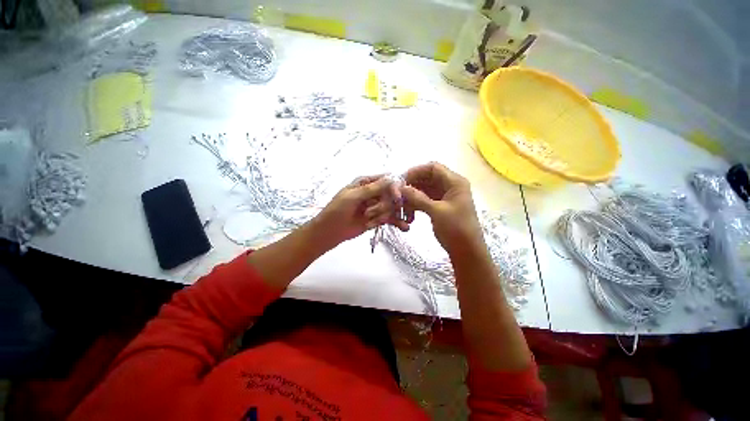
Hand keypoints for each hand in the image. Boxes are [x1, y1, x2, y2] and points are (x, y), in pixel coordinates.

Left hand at [311, 175, 407, 247]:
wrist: (330, 231)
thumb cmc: (337, 210)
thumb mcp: (352, 197)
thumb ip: (371, 189)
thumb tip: (391, 178)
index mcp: (365, 182)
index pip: (385, 180)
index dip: (394, 187)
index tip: (397, 197)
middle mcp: (373, 192)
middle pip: (390, 194)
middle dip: (387, 204)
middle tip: (372, 214)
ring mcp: (376, 205)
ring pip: (391, 206)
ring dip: (388, 215)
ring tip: (375, 222)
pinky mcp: (377, 217)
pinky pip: (390, 217)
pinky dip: (396, 222)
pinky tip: (404, 227)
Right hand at [401, 163, 482, 254]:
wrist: (467, 251)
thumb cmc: (456, 229)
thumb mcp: (437, 211)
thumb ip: (418, 198)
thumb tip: (400, 187)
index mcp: (454, 182)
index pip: (433, 168)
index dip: (416, 171)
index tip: (402, 181)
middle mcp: (450, 186)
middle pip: (427, 178)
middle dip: (412, 185)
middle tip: (398, 195)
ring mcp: (444, 197)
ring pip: (424, 190)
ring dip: (412, 196)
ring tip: (402, 207)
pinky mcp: (440, 206)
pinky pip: (425, 200)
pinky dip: (416, 204)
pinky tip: (408, 214)